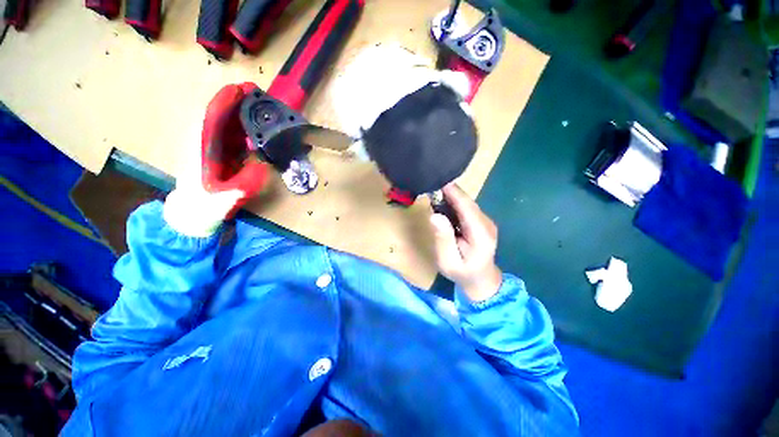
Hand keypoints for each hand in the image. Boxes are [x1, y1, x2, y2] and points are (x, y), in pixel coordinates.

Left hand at [201, 82, 269, 218]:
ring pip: (224, 121)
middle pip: (219, 114)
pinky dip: (242, 125)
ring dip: (241, 111)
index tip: (242, 89)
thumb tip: (264, 165)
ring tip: (260, 105)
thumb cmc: (208, 204)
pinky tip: (255, 125)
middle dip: (237, 101)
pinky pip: (229, 133)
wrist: (194, 211)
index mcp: (202, 148)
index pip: (212, 117)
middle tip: (258, 94)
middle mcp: (204, 141)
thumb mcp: (228, 196)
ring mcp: (210, 145)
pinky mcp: (217, 151)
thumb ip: (245, 182)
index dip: (226, 101)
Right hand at [430, 184, 502, 302]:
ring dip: (450, 197)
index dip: (453, 193)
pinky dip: (453, 204)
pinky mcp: (481, 222)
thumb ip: (443, 239)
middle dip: (449, 192)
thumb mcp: (448, 261)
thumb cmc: (462, 273)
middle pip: (467, 202)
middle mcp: (487, 224)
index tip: (437, 181)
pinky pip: (466, 208)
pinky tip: (442, 205)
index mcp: (481, 234)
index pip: (467, 207)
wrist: (481, 280)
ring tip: (433, 194)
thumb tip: (435, 215)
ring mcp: (485, 222)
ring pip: (466, 203)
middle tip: (430, 186)